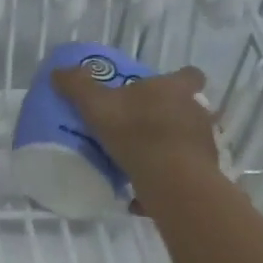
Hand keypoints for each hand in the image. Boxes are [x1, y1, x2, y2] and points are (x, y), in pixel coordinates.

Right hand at [51, 63, 217, 175]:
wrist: (172, 181)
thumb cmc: (137, 132)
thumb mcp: (97, 105)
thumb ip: (78, 86)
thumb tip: (58, 71)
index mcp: (176, 89)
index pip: (190, 75)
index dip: (179, 79)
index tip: (163, 88)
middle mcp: (196, 112)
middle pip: (188, 108)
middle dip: (169, 114)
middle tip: (141, 124)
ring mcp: (204, 144)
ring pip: (187, 140)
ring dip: (168, 147)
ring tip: (140, 159)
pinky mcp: (204, 174)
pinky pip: (182, 173)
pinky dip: (166, 178)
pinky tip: (142, 191)